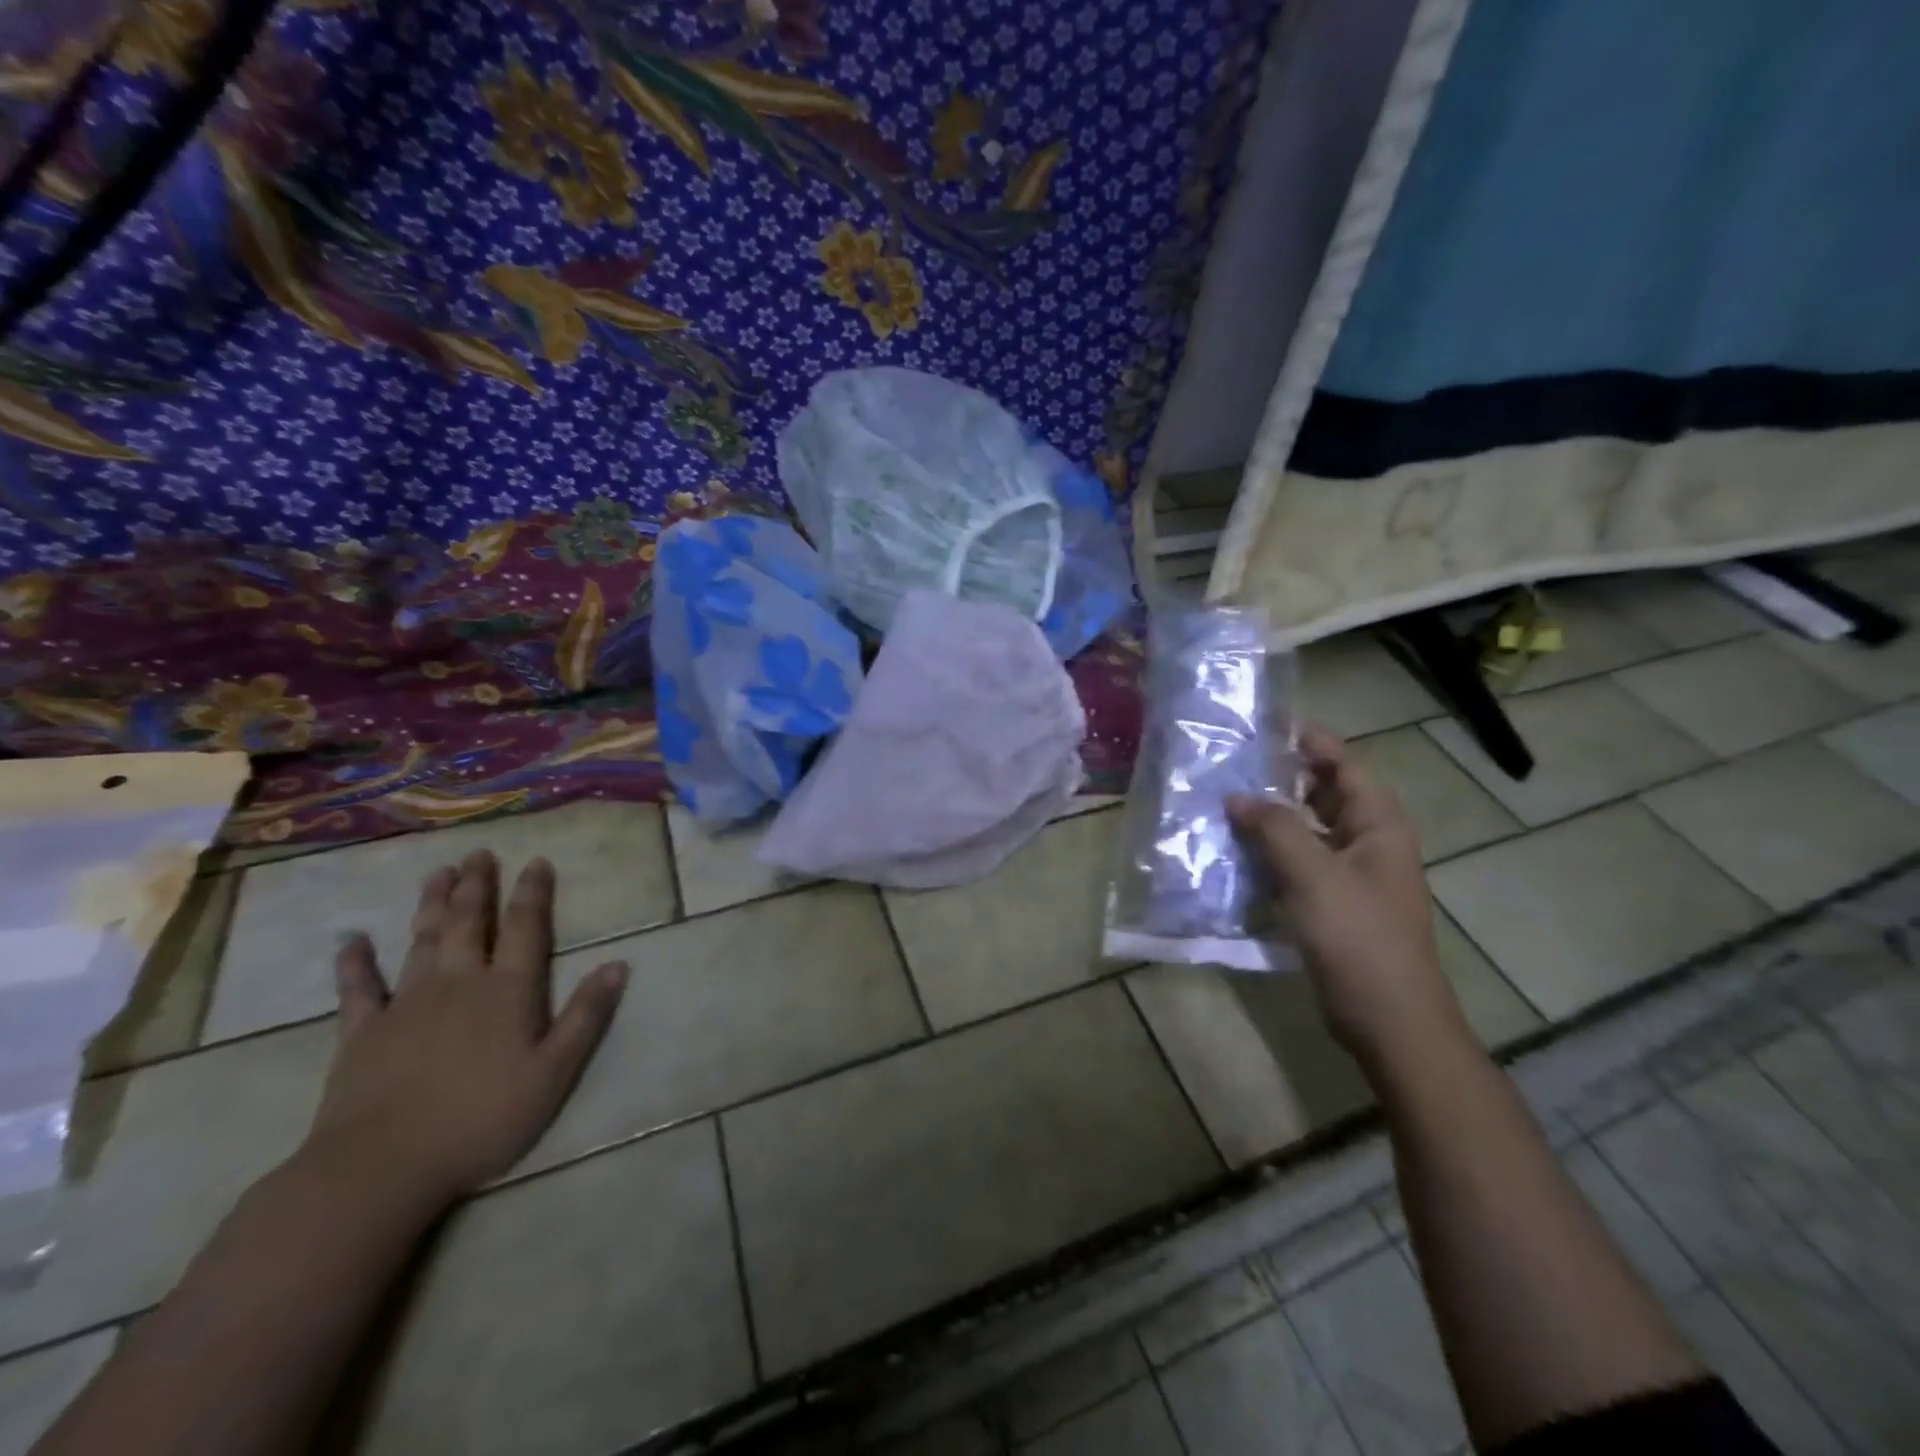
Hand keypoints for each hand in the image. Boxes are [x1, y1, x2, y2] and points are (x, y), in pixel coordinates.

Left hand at [300, 850, 628, 1209]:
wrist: (381, 1167)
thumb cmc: (482, 1119)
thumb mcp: (554, 1073)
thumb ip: (586, 1016)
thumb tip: (619, 964)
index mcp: (507, 991)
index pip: (524, 929)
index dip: (532, 893)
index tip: (536, 862)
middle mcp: (458, 983)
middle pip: (469, 923)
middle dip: (478, 886)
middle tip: (480, 854)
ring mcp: (405, 1004)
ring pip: (422, 941)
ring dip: (432, 905)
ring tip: (439, 873)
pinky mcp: (362, 1033)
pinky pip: (357, 990)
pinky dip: (354, 963)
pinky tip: (351, 941)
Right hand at [1228, 727, 1466, 1064]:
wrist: (1388, 1019)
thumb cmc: (1358, 938)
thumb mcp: (1314, 875)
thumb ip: (1275, 828)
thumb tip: (1237, 796)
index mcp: (1377, 825)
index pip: (1343, 765)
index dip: (1309, 741)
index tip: (1266, 723)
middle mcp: (1367, 842)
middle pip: (1323, 794)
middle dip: (1281, 778)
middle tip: (1232, 763)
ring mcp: (1350, 875)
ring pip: (1307, 831)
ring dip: (1271, 818)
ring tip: (1223, 802)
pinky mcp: (1332, 904)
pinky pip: (1298, 864)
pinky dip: (1270, 854)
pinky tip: (1234, 853)